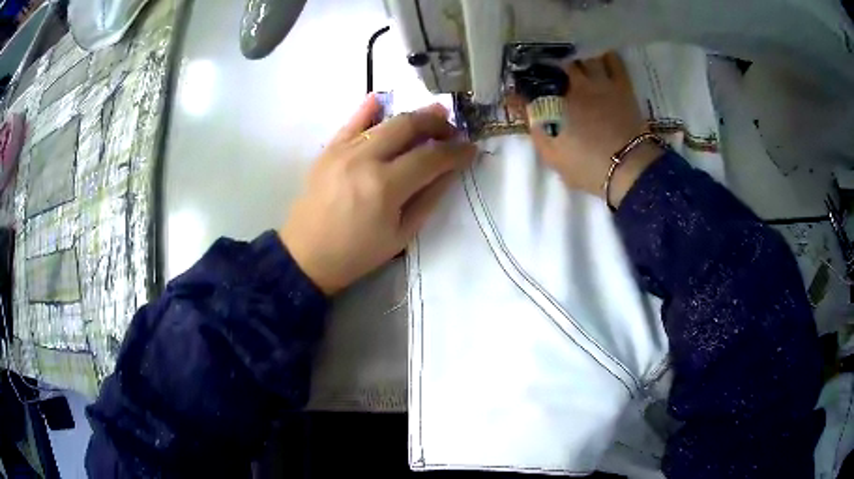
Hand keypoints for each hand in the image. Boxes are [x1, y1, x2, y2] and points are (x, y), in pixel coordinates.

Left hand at [280, 95, 475, 294]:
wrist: (307, 256)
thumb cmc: (357, 253)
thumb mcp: (402, 235)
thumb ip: (429, 198)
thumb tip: (450, 170)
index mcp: (385, 187)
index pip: (431, 157)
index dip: (456, 151)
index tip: (471, 149)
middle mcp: (364, 159)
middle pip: (408, 126)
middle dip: (437, 124)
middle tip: (452, 130)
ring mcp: (343, 150)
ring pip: (385, 120)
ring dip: (412, 116)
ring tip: (432, 115)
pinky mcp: (328, 150)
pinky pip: (352, 122)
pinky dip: (369, 108)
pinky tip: (382, 100)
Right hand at [526, 52, 663, 206]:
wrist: (628, 169)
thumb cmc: (587, 167)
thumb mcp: (553, 156)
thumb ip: (535, 130)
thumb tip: (524, 108)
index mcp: (555, 103)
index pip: (533, 86)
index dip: (525, 84)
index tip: (520, 87)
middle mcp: (574, 85)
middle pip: (558, 64)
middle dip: (550, 64)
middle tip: (548, 68)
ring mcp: (599, 83)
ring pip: (583, 57)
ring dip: (576, 57)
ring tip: (573, 58)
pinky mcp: (621, 85)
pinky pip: (613, 61)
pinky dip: (604, 56)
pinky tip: (599, 55)